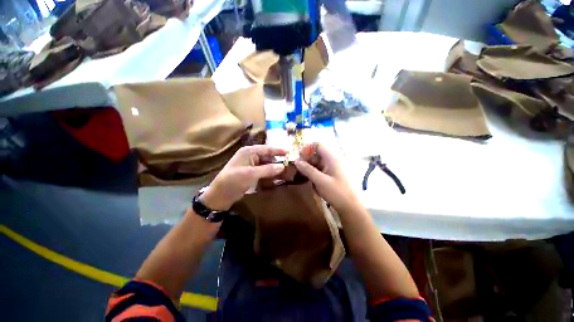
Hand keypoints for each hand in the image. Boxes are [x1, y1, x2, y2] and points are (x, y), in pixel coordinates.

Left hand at [201, 145, 286, 210]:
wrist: (220, 195)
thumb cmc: (234, 181)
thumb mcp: (251, 174)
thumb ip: (267, 169)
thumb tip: (283, 166)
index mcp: (248, 151)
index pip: (266, 149)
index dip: (278, 150)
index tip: (289, 152)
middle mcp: (250, 156)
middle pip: (267, 156)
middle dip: (278, 160)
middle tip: (290, 164)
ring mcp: (251, 165)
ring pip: (266, 164)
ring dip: (275, 168)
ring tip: (286, 171)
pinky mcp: (251, 173)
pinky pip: (263, 171)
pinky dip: (270, 173)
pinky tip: (277, 177)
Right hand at [295, 143, 359, 214]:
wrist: (352, 207)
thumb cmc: (337, 193)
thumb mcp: (320, 181)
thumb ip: (308, 170)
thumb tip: (296, 161)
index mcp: (332, 157)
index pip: (318, 145)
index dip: (307, 149)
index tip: (300, 158)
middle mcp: (334, 159)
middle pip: (317, 153)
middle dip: (308, 159)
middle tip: (300, 169)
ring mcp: (334, 167)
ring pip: (319, 161)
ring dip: (311, 167)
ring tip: (305, 176)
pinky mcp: (334, 174)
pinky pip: (322, 168)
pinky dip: (316, 172)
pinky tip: (313, 181)